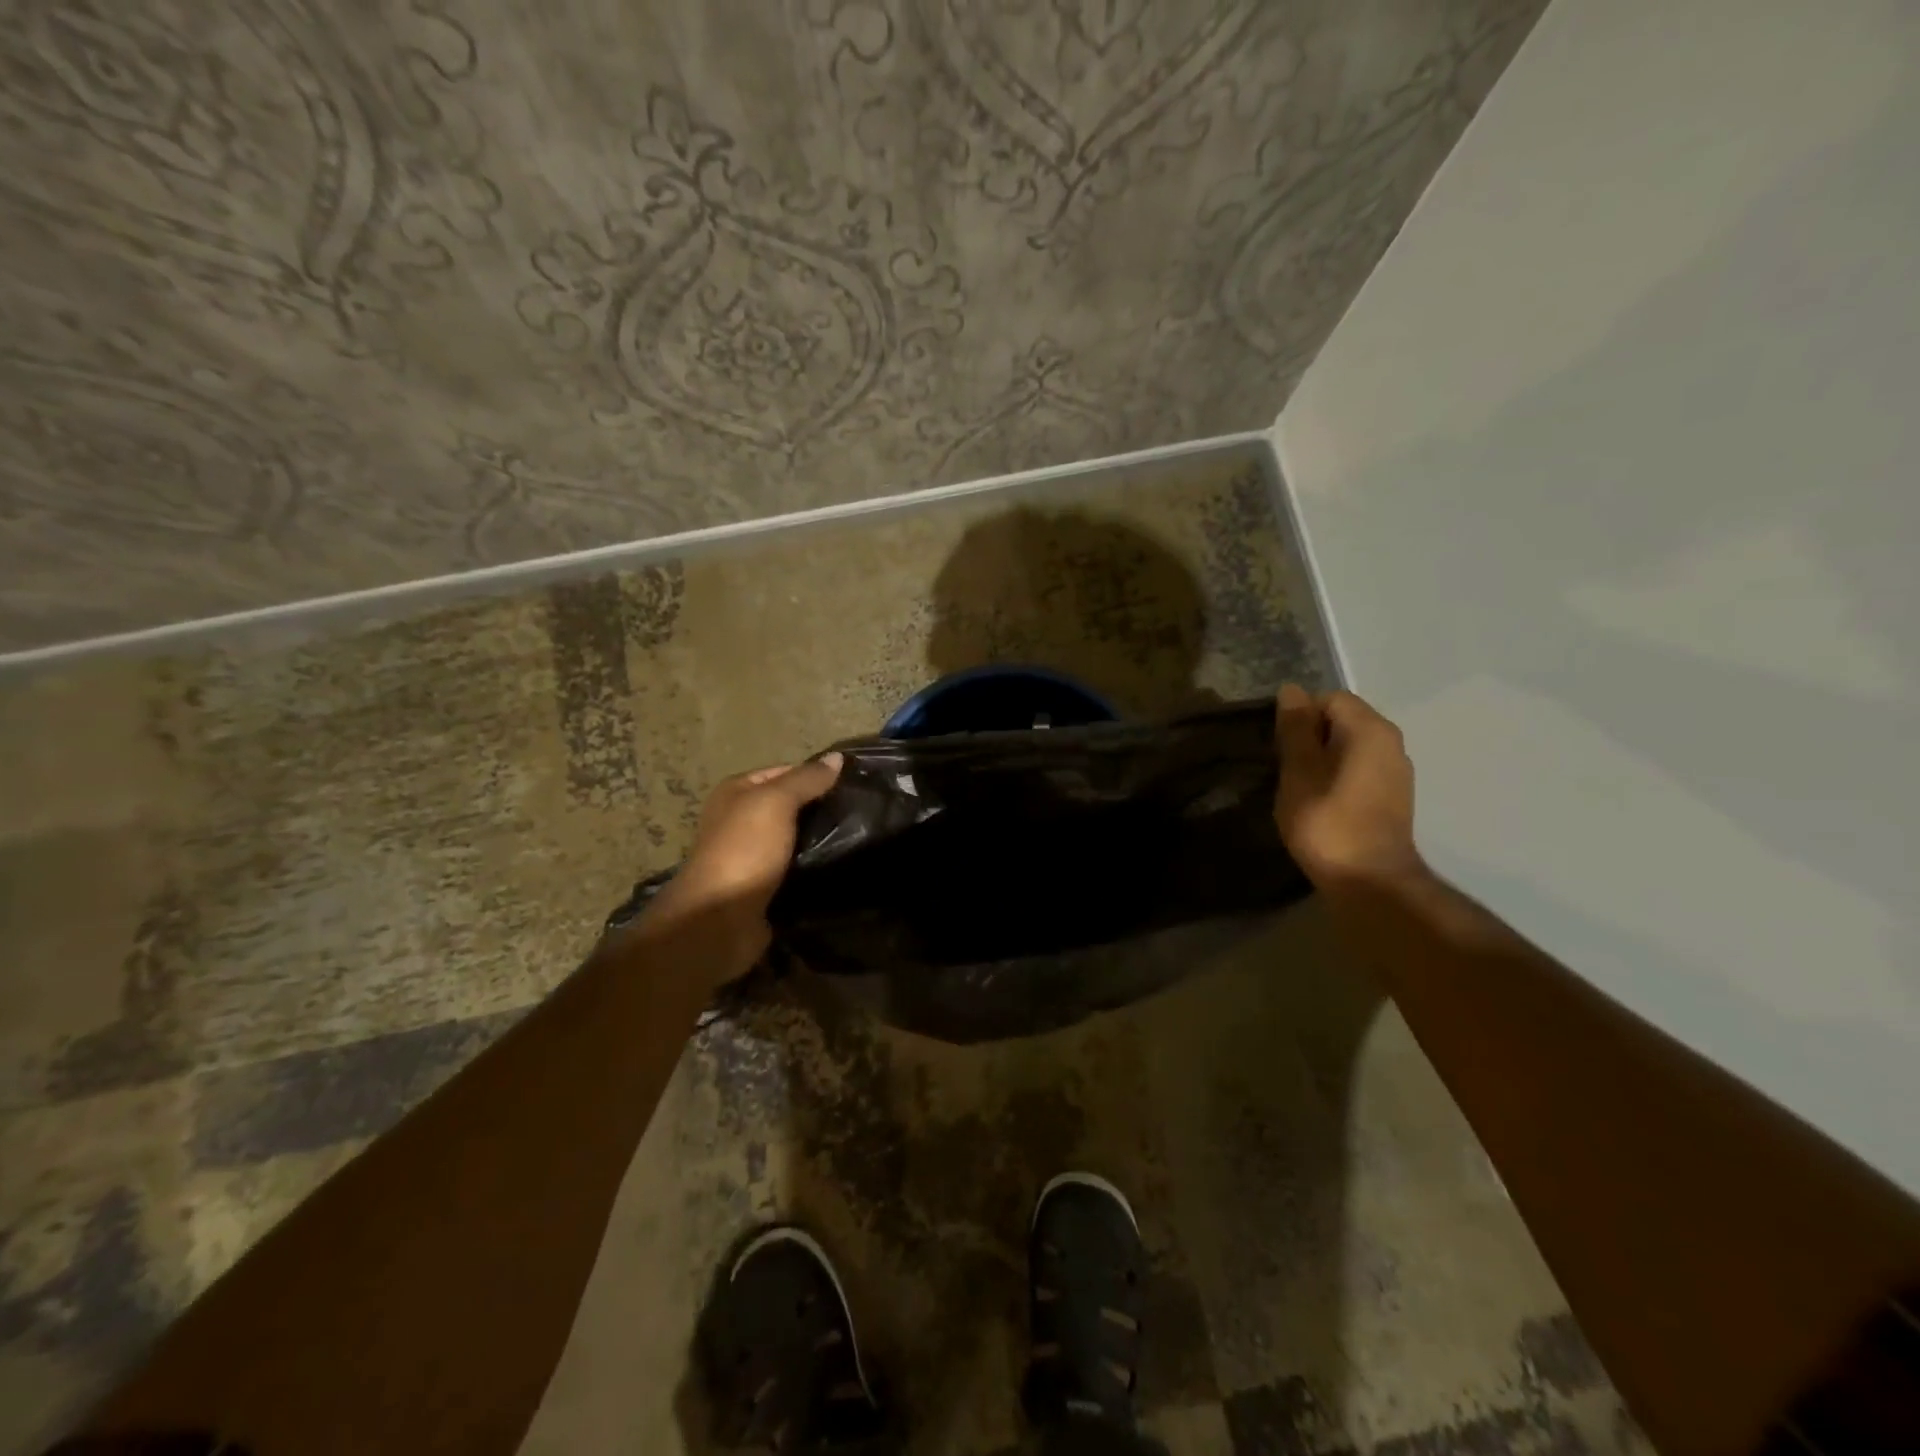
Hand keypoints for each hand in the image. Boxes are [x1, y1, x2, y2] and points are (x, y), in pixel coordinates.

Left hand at [642, 753, 843, 964]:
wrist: (720, 920)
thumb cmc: (744, 850)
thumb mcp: (776, 802)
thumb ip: (806, 779)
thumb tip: (837, 758)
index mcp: (736, 792)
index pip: (785, 772)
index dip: (817, 775)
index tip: (854, 784)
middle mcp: (741, 820)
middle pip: (791, 806)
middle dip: (822, 809)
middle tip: (862, 813)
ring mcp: (753, 856)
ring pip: (796, 839)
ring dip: (822, 841)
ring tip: (861, 838)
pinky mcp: (765, 887)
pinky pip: (797, 869)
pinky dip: (816, 868)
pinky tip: (842, 866)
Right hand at [1274, 685, 1424, 892]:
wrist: (1370, 882)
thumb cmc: (1327, 823)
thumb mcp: (1299, 772)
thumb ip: (1296, 729)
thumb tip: (1292, 690)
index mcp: (1370, 730)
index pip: (1329, 698)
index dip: (1300, 718)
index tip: (1281, 749)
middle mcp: (1392, 742)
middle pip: (1342, 720)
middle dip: (1311, 737)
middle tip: (1287, 769)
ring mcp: (1398, 771)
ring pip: (1350, 746)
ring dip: (1323, 759)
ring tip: (1301, 788)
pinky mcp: (1395, 796)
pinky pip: (1361, 768)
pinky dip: (1339, 776)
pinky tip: (1322, 803)